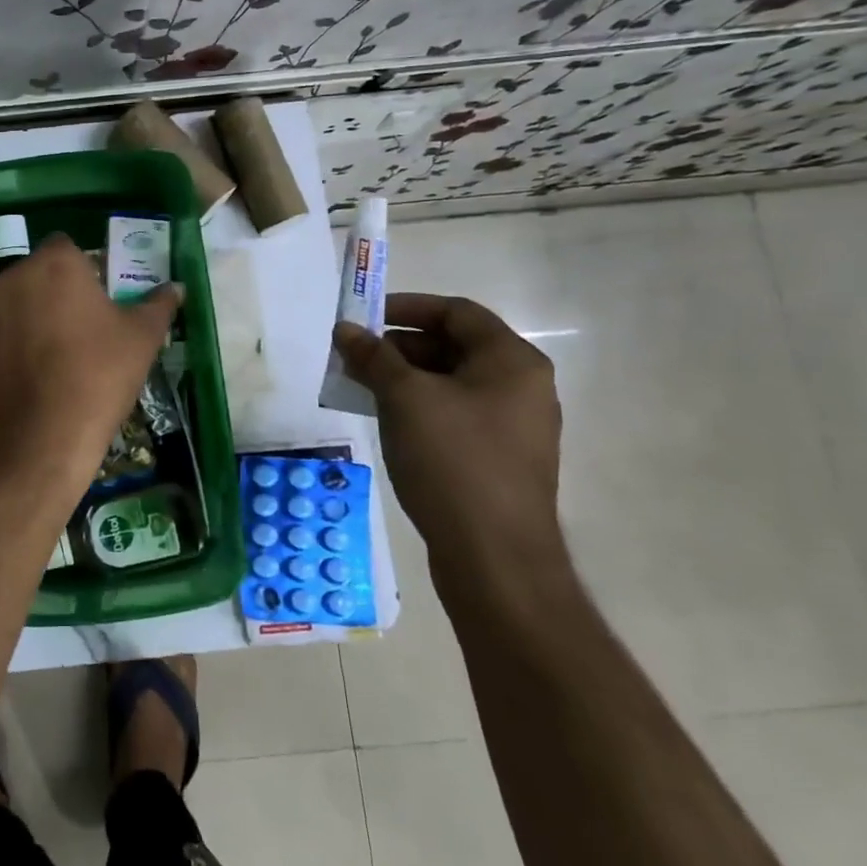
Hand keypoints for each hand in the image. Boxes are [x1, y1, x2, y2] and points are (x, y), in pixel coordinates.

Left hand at [0, 234, 180, 496]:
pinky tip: (41, 372)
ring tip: (66, 352)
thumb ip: (158, 305)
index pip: (69, 245)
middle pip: (42, 271)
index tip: (105, 295)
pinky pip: (6, 329)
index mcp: (54, 263)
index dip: (88, 266)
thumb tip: (175, 287)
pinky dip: (21, 340)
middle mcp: (14, 276)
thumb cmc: (97, 375)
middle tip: (91, 324)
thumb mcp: (142, 338)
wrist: (37, 439)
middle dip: (63, 289)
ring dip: (40, 313)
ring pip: (22, 300)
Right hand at [332, 293, 566, 600]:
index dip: (407, 307)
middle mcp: (522, 387)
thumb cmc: (453, 461)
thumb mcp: (405, 398)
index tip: (364, 316)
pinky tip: (386, 421)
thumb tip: (344, 330)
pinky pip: (454, 414)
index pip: (457, 312)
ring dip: (404, 378)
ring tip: (361, 388)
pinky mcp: (499, 458)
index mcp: (512, 362)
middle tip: (355, 357)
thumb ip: (373, 357)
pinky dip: (418, 407)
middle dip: (399, 346)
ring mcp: (513, 426)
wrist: (495, 558)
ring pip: (451, 383)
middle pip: (454, 346)